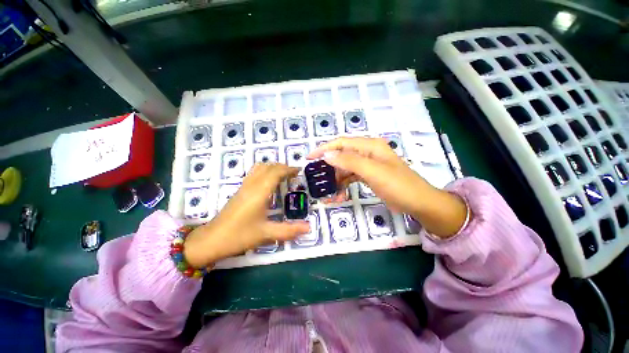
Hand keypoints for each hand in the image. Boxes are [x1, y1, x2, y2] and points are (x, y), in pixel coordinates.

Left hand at [183, 163, 309, 268]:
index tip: (299, 171)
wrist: (210, 240)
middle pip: (268, 167)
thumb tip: (309, 228)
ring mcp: (244, 187)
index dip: (288, 169)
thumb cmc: (238, 236)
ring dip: (273, 168)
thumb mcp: (266, 234)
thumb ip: (289, 230)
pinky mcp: (239, 191)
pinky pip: (254, 174)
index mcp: (259, 192)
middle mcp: (251, 186)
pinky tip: (269, 183)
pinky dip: (265, 172)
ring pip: (259, 168)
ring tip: (283, 175)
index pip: (275, 172)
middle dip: (282, 167)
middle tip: (294, 174)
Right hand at [308, 137, 467, 237]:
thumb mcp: (372, 171)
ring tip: (331, 190)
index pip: (341, 143)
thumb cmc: (397, 185)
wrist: (418, 202)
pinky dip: (344, 184)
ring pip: (346, 167)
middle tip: (319, 177)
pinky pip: (352, 176)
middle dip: (330, 165)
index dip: (324, 148)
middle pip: (342, 154)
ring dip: (337, 178)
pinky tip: (340, 193)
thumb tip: (327, 155)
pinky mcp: (369, 175)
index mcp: (370, 146)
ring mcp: (368, 164)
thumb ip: (349, 161)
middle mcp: (368, 152)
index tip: (309, 157)